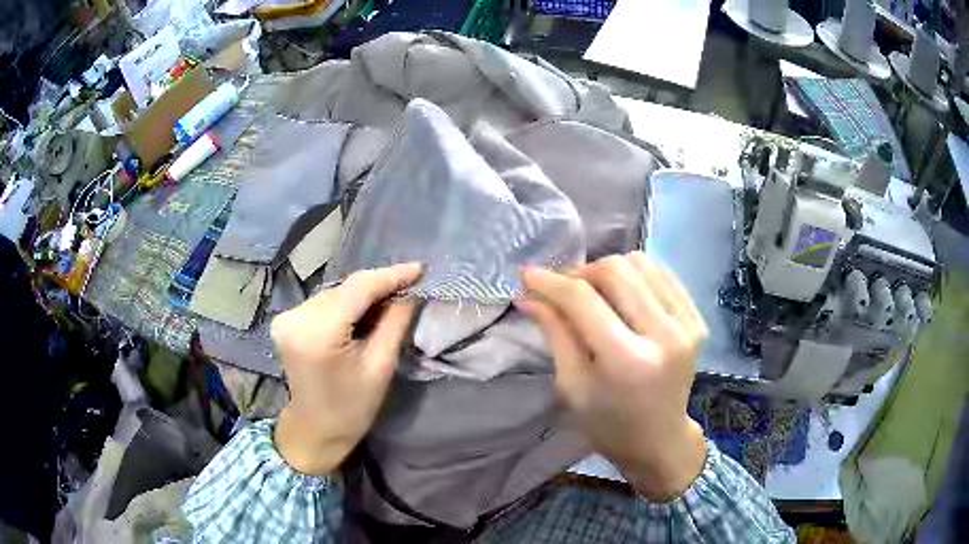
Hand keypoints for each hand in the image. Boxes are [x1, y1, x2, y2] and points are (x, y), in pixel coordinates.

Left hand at [271, 263, 421, 475]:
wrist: (316, 429)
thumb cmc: (353, 406)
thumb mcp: (381, 366)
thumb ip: (395, 322)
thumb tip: (411, 292)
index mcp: (319, 332)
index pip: (359, 288)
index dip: (391, 275)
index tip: (420, 268)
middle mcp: (297, 317)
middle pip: (346, 289)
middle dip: (378, 287)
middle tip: (410, 288)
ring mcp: (287, 318)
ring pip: (336, 293)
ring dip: (363, 295)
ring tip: (390, 302)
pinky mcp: (286, 321)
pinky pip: (324, 303)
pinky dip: (346, 304)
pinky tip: (363, 314)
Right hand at [518, 252, 707, 499]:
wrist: (660, 440)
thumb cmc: (608, 424)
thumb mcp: (572, 386)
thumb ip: (555, 333)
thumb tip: (529, 294)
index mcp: (627, 361)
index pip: (583, 300)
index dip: (551, 282)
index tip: (528, 275)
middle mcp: (663, 335)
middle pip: (616, 271)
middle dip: (581, 272)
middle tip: (563, 289)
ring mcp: (687, 325)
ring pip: (640, 263)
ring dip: (609, 270)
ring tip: (594, 292)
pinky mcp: (697, 320)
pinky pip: (662, 274)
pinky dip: (636, 276)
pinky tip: (623, 295)